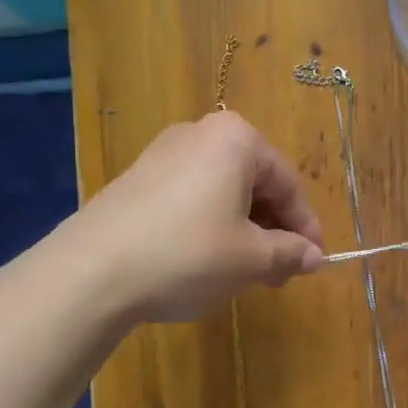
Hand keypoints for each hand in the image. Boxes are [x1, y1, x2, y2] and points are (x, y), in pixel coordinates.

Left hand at [62, 111, 324, 323]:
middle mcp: (201, 134)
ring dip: (245, 231)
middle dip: (274, 230)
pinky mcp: (139, 178)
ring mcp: (164, 153)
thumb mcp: (251, 259)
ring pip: (224, 193)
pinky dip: (212, 226)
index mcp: (237, 140)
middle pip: (256, 184)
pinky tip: (208, 261)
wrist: (91, 272)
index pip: (289, 184)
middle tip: (281, 273)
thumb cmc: (188, 253)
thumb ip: (290, 253)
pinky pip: (193, 198)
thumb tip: (315, 257)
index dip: (307, 228)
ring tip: (247, 273)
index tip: (315, 262)